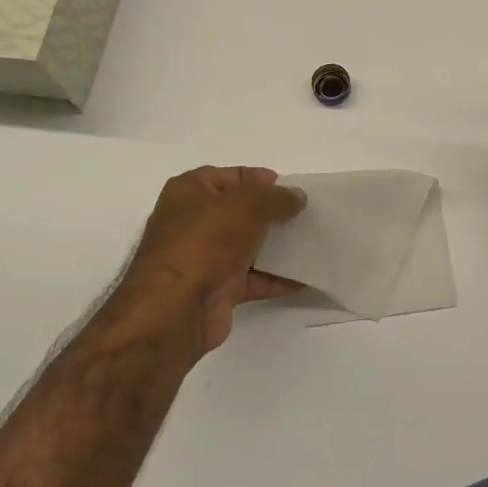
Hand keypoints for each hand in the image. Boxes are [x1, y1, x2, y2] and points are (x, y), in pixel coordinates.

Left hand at [107, 166, 305, 359]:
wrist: (175, 309)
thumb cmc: (205, 241)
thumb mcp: (248, 205)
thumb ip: (277, 197)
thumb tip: (297, 197)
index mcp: (189, 191)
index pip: (231, 176)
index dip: (260, 180)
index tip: (291, 190)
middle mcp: (192, 221)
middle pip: (239, 211)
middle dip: (271, 214)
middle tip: (305, 216)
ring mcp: (203, 257)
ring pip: (247, 246)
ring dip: (277, 246)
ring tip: (312, 243)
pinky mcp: (215, 289)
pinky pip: (252, 279)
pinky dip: (276, 278)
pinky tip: (305, 277)